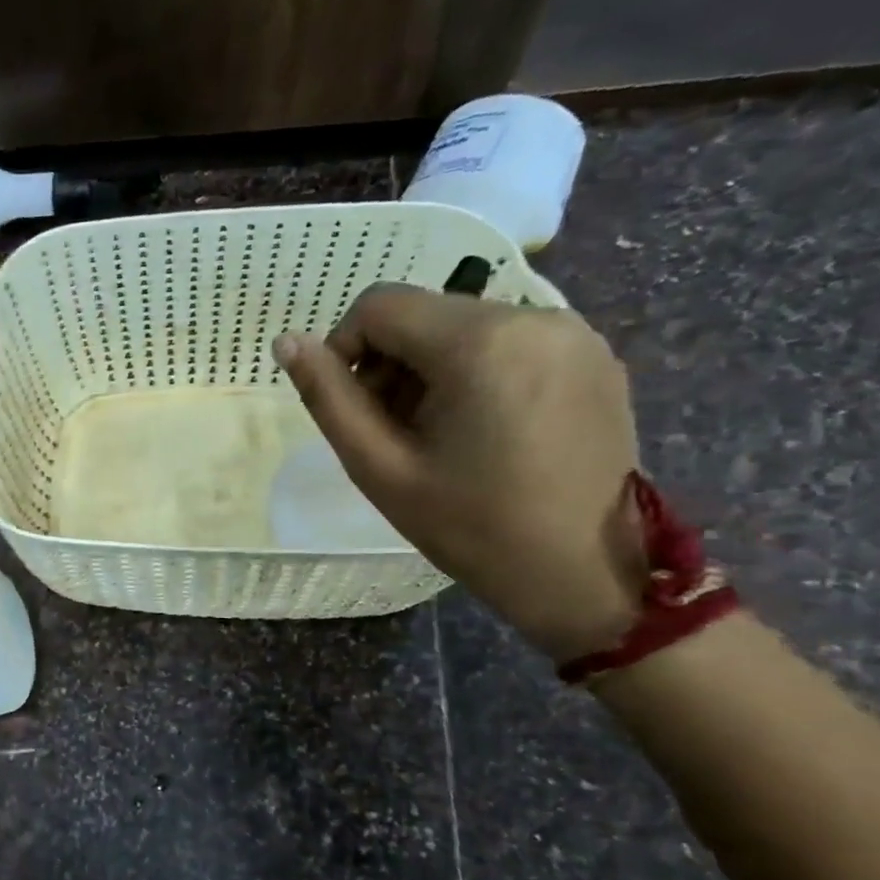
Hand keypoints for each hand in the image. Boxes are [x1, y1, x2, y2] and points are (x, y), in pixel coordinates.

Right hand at [274, 284, 645, 661]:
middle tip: (391, 433)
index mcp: (481, 341)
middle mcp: (535, 316)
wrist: (584, 573)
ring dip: (429, 370)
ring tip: (437, 436)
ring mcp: (574, 334)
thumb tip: (286, 342)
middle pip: (423, 314)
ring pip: (464, 326)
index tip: (352, 408)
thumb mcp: (379, 467)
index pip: (379, 305)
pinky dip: (475, 373)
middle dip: (390, 364)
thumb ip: (328, 398)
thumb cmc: (470, 527)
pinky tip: (482, 430)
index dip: (344, 350)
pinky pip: (508, 342)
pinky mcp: (594, 356)